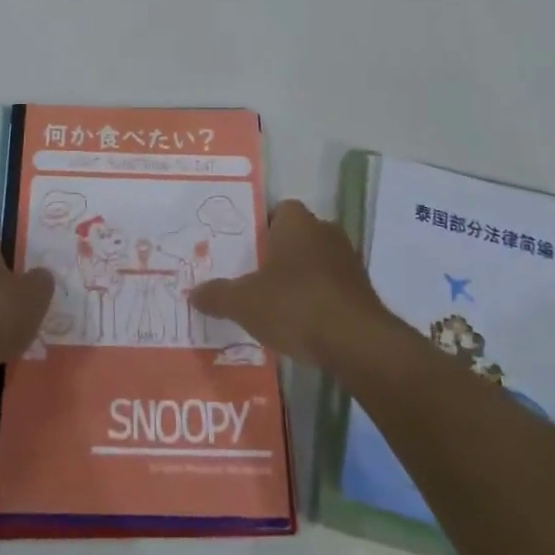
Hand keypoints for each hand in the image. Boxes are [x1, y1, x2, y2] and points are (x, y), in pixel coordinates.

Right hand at [190, 199, 399, 367]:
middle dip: (278, 253)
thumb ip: (217, 295)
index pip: (278, 210)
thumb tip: (192, 292)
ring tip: (275, 302)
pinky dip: (317, 298)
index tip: (244, 249)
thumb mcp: (244, 302)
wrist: (357, 343)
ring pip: (316, 261)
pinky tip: (301, 322)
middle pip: (297, 235)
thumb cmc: (296, 306)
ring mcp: (348, 261)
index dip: (261, 226)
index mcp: (297, 223)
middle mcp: (326, 232)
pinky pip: (331, 286)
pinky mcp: (362, 290)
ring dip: (300, 277)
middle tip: (253, 275)